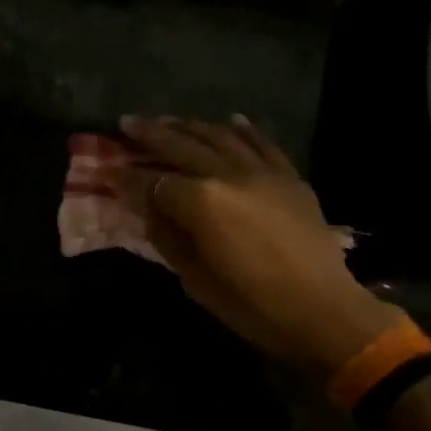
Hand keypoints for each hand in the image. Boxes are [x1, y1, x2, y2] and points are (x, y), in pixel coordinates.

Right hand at [119, 116, 398, 379]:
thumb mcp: (196, 279)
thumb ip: (167, 237)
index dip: (127, 177)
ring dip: (191, 126)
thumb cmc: (252, 305)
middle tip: (127, 122)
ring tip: (170, 120)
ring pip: (220, 137)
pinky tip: (231, 119)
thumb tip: (148, 209)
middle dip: (151, 134)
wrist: (322, 311)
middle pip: (182, 146)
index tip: (108, 170)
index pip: (153, 182)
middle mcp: (229, 174)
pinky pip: (263, 144)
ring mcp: (263, 172)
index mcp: (201, 202)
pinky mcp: (289, 178)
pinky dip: (244, 130)